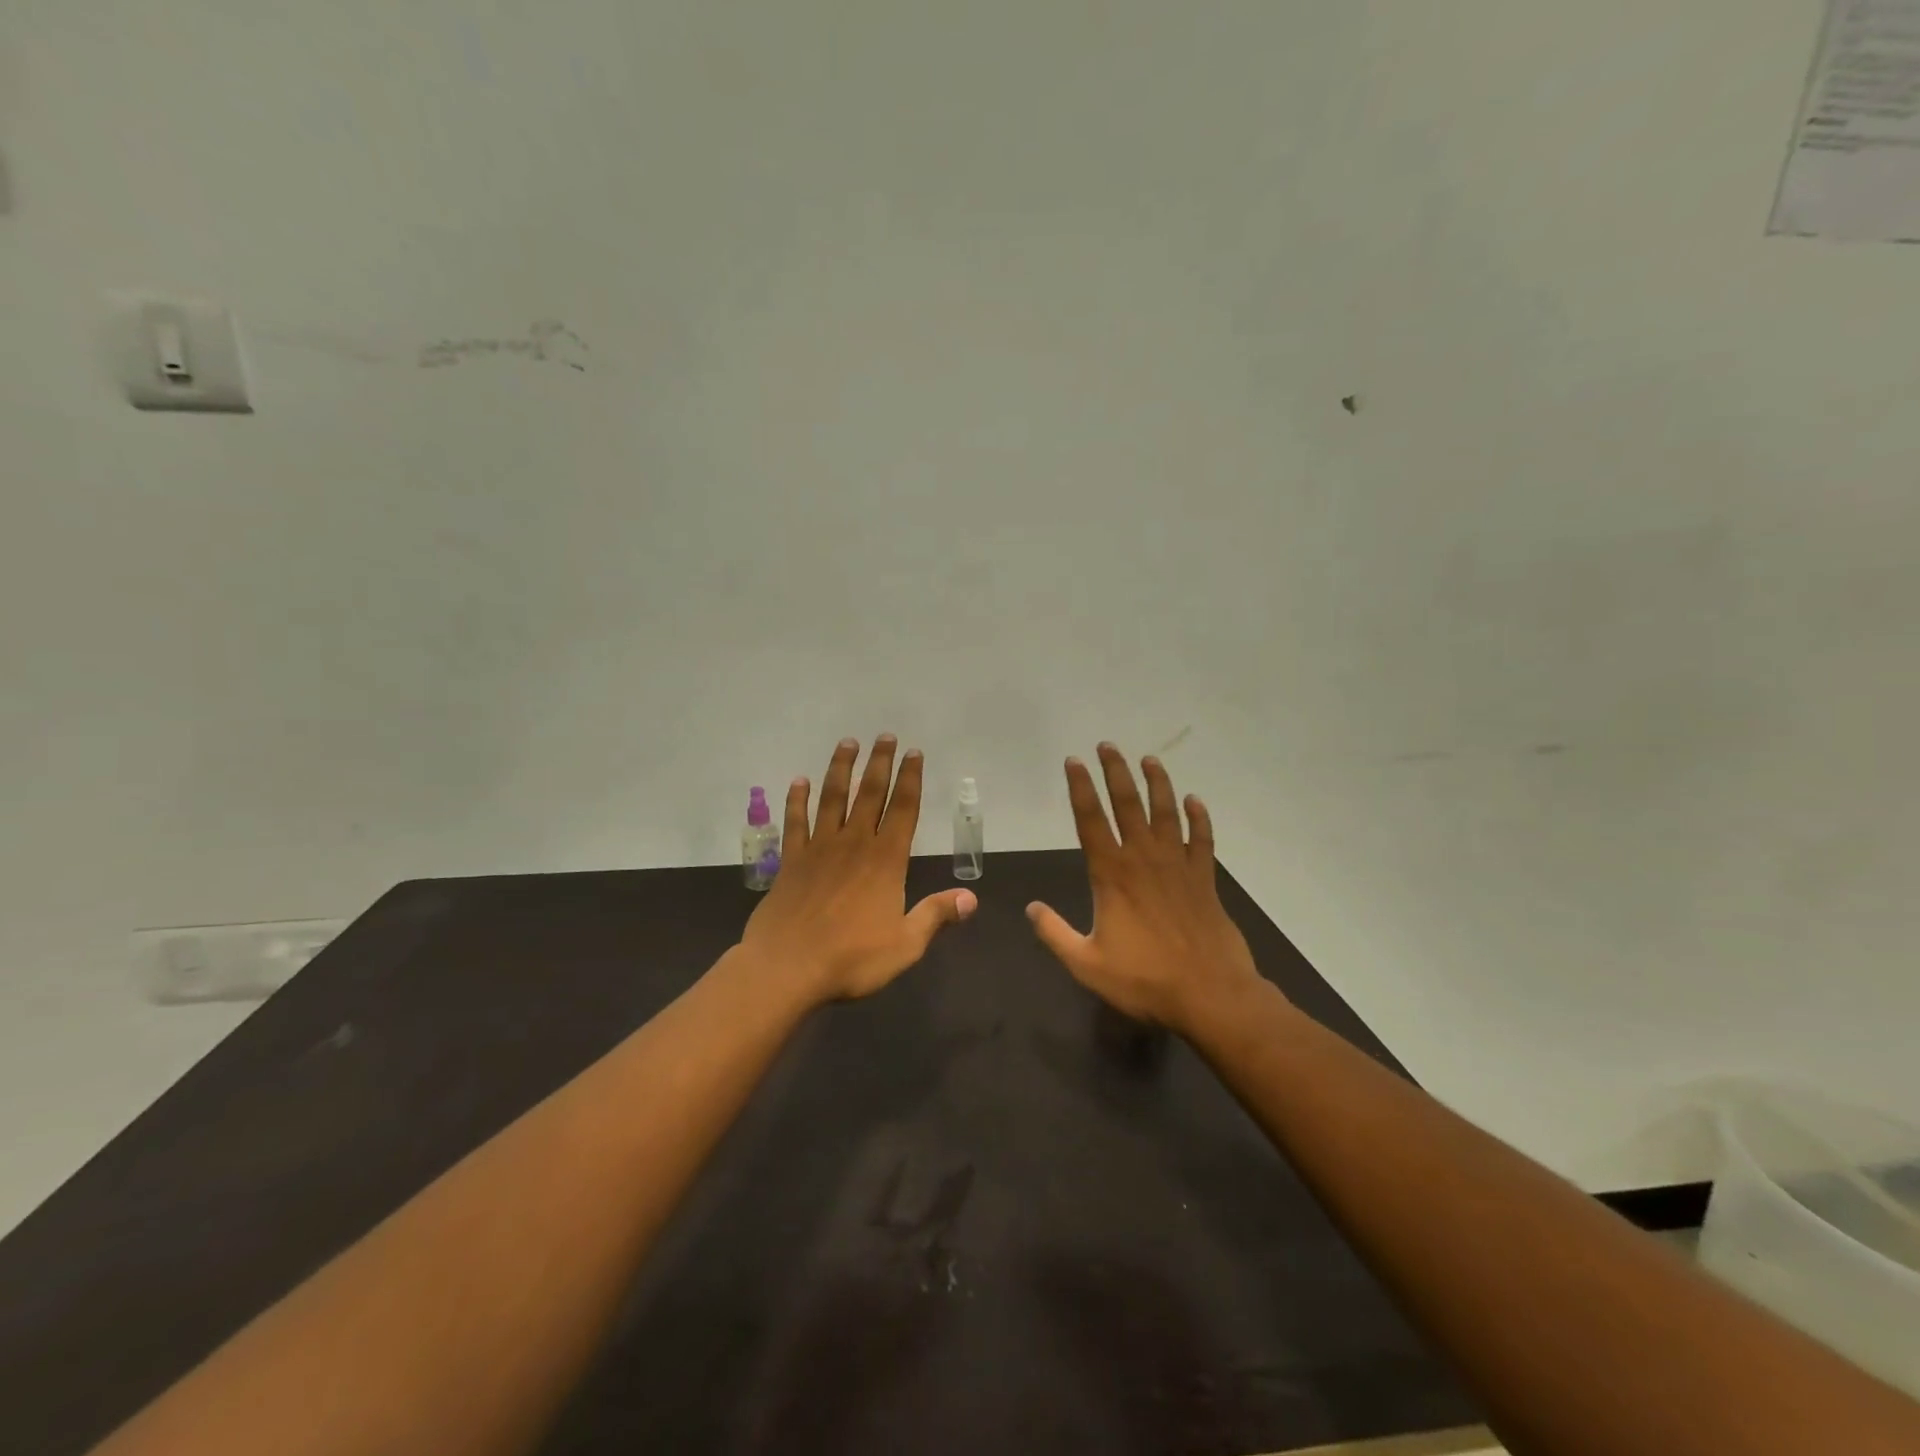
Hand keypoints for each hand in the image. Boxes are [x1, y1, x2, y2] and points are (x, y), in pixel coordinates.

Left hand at [742, 735, 976, 1004]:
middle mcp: (854, 844)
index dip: (910, 779)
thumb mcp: (905, 944)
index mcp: (886, 861)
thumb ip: (936, 916)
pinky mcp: (791, 860)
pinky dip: (796, 800)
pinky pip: (795, 822)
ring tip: (847, 743)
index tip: (914, 753)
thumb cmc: (851, 959)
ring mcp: (819, 849)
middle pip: (869, 794)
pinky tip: (798, 782)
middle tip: (884, 736)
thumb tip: (972, 898)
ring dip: (840, 769)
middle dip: (880, 763)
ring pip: (832, 798)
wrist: (787, 968)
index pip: (903, 809)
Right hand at [1026, 743, 1265, 1034]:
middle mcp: (1143, 859)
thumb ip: (1055, 934)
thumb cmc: (1145, 979)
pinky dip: (1198, 817)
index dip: (1080, 788)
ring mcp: (1178, 865)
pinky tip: (1194, 801)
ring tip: (1149, 759)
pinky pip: (1201, 838)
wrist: (1210, 993)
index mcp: (1112, 874)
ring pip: (1166, 812)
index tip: (1073, 762)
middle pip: (1128, 804)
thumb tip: (1031, 909)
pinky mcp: (1204, 878)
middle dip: (1115, 772)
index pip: (1090, 820)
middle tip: (1108, 746)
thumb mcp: (1086, 964)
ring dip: (1157, 783)